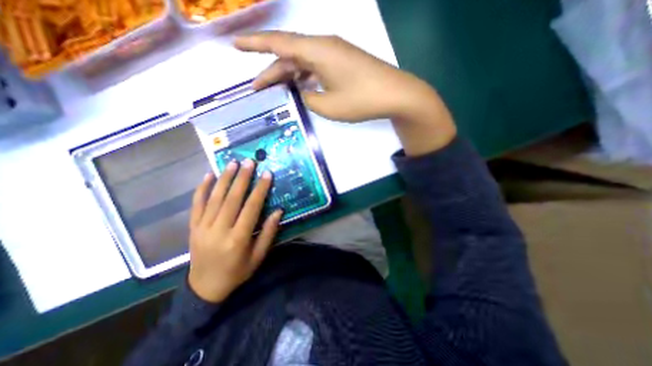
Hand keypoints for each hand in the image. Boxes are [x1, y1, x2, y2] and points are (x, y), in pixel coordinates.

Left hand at [185, 161, 282, 302]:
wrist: (205, 288)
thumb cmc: (238, 272)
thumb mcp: (258, 256)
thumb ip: (268, 233)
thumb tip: (278, 211)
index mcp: (238, 239)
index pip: (251, 208)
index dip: (260, 190)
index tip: (266, 174)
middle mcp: (219, 230)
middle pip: (231, 199)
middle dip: (242, 178)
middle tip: (249, 162)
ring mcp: (202, 228)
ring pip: (214, 198)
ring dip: (224, 178)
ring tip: (232, 163)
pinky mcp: (193, 227)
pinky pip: (196, 205)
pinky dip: (202, 188)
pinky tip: (208, 175)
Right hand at [236, 31, 456, 154]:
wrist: (395, 94)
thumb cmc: (361, 100)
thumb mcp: (329, 106)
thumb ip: (309, 98)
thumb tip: (304, 91)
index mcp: (318, 51)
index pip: (279, 44)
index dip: (255, 44)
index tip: (236, 45)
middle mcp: (324, 46)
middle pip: (290, 55)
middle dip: (271, 71)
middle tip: (257, 87)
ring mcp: (335, 54)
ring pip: (303, 62)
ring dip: (288, 75)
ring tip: (274, 90)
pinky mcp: (342, 63)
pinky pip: (316, 67)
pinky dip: (305, 77)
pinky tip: (300, 88)